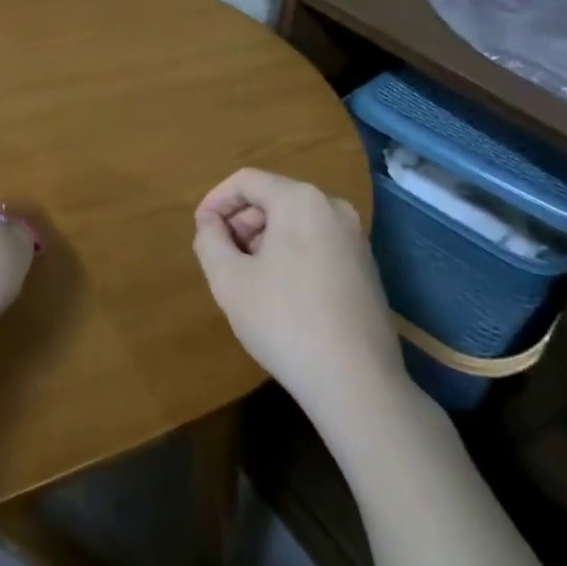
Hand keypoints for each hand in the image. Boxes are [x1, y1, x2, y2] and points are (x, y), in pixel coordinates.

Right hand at [193, 169, 406, 414]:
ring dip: (263, 239)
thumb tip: (210, 223)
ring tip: (246, 276)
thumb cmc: (284, 322)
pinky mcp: (366, 267)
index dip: (215, 201)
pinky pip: (317, 242)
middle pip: (273, 198)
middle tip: (220, 256)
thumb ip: (209, 240)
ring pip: (295, 222)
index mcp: (300, 200)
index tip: (199, 230)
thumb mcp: (228, 279)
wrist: (358, 384)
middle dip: (240, 222)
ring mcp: (356, 238)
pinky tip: (279, 292)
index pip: (246, 181)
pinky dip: (290, 253)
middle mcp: (333, 208)